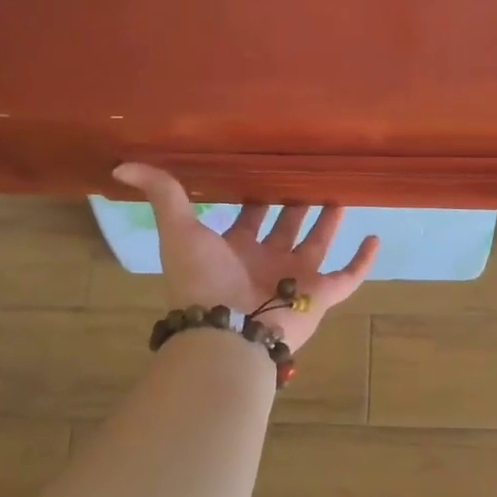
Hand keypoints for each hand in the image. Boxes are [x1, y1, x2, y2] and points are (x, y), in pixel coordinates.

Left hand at [114, 164, 379, 349]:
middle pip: (285, 226)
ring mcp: (295, 278)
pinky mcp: (320, 295)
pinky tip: (374, 237)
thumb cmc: (203, 280)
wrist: (227, 331)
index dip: (256, 193)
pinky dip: (363, 261)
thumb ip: (162, 194)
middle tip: (309, 174)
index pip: (248, 215)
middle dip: (295, 203)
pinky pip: (348, 276)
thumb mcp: (180, 229)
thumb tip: (121, 165)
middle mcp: (266, 261)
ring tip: (339, 194)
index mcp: (235, 248)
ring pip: (316, 245)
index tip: (269, 165)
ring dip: (328, 222)